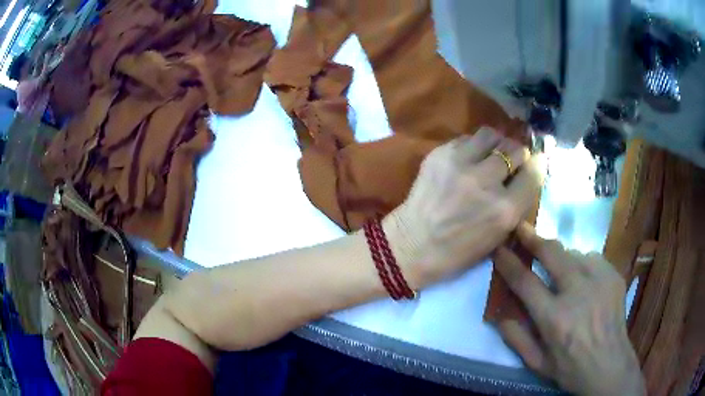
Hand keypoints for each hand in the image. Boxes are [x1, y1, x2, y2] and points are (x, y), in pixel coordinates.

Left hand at [385, 128, 543, 286]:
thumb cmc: (458, 251)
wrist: (412, 244)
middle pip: (515, 149)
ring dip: (496, 143)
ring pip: (491, 135)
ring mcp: (461, 164)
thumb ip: (516, 204)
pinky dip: (472, 146)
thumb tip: (527, 174)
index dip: (537, 164)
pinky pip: (467, 138)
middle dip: (517, 154)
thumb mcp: (498, 237)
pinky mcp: (440, 154)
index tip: (536, 162)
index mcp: (505, 210)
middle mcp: (487, 182)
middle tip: (511, 160)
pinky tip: (467, 158)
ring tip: (490, 153)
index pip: (534, 172)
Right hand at [495, 223, 645, 395]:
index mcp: (554, 319)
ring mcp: (599, 281)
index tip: (500, 250)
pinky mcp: (614, 276)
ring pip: (574, 253)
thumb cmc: (570, 369)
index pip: (525, 282)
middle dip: (533, 238)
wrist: (610, 366)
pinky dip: (582, 263)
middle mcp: (577, 293)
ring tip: (560, 270)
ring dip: (561, 258)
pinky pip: (592, 258)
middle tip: (522, 228)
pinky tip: (583, 279)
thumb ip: (516, 339)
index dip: (509, 263)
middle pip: (552, 253)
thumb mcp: (537, 364)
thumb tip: (498, 315)